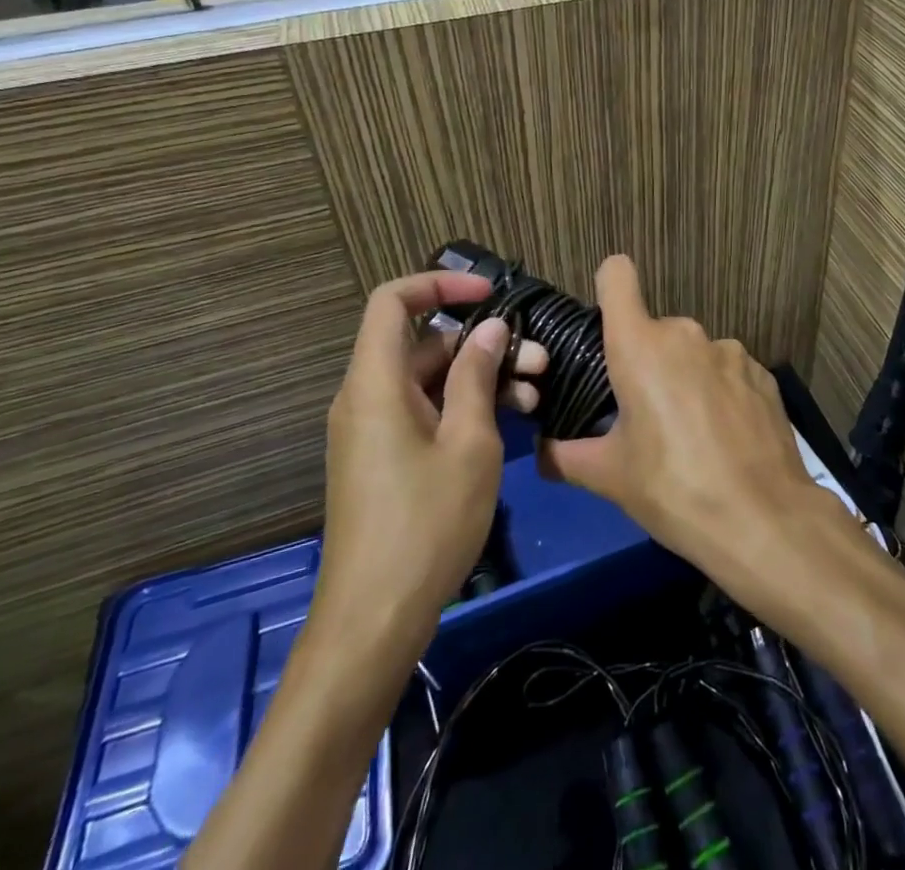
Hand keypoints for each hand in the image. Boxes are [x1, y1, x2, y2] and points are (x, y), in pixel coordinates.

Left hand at [310, 272, 546, 660]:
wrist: (374, 620)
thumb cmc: (426, 524)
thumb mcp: (468, 442)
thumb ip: (477, 376)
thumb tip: (490, 328)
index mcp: (375, 384)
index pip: (393, 301)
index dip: (440, 284)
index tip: (490, 293)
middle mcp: (366, 397)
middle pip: (424, 343)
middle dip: (482, 343)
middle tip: (538, 360)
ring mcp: (374, 430)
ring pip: (431, 378)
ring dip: (481, 377)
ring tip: (535, 392)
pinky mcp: (385, 457)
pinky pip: (425, 410)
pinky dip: (463, 405)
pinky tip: (510, 419)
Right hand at [538, 257, 817, 578]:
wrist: (763, 519)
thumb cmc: (673, 489)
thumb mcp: (609, 477)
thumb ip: (565, 455)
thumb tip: (542, 452)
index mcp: (641, 345)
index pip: (617, 276)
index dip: (608, 288)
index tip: (605, 323)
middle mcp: (686, 333)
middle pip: (654, 331)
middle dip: (645, 363)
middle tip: (643, 416)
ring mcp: (730, 350)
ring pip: (692, 353)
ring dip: (685, 378)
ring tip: (691, 435)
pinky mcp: (763, 373)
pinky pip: (727, 371)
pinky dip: (720, 393)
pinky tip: (726, 438)